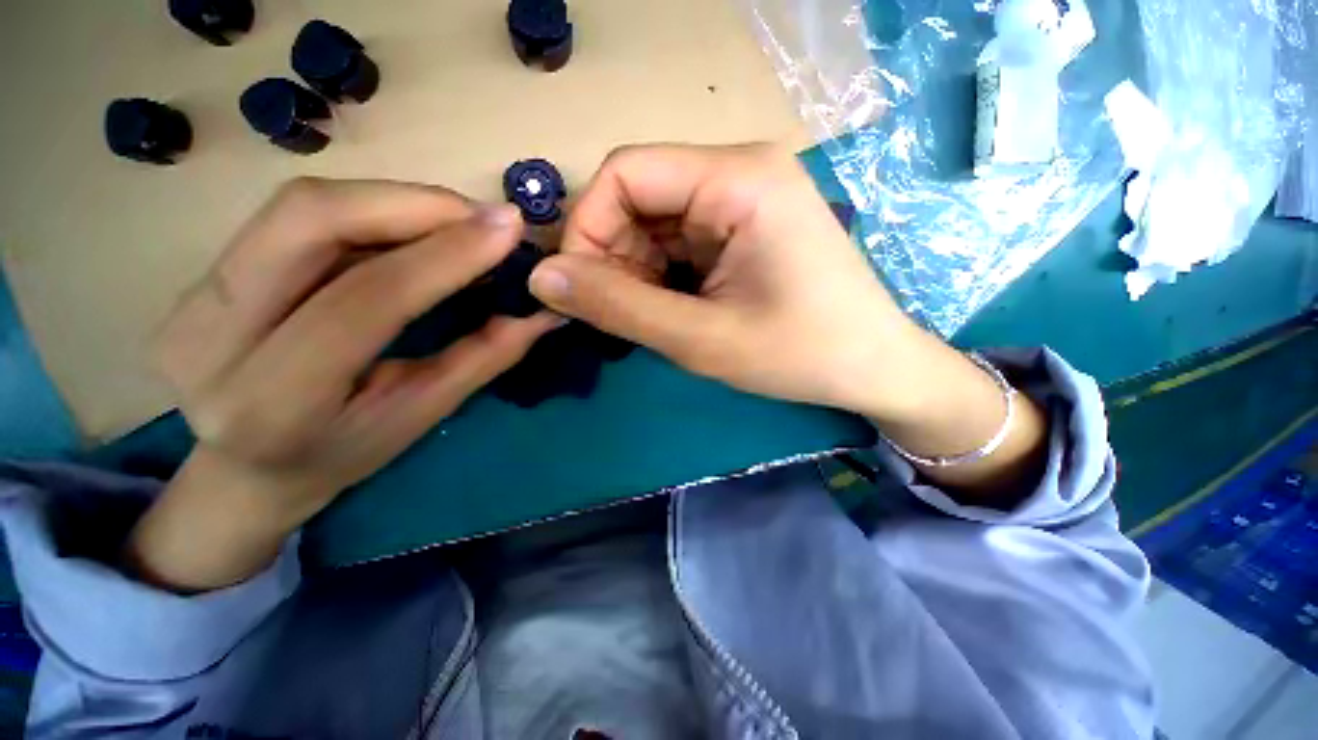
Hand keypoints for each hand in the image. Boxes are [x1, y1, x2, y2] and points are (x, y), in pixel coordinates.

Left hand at [128, 178, 560, 590]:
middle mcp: (211, 334)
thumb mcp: (421, 416)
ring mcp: (192, 295)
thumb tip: (543, 312)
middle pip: (310, 220)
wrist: (244, 471)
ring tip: (459, 222)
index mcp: (273, 399)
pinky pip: (295, 217)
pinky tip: (413, 229)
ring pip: (299, 207)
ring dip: (395, 201)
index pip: (365, 300)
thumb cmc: (342, 455)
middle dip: (413, 204)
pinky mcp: (201, 273)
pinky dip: (370, 211)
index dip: (444, 255)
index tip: (509, 229)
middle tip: (484, 216)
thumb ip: (484, 357)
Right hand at [528, 143, 916, 417]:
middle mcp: (740, 171)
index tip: (579, 289)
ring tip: (655, 319)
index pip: (625, 173)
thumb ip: (619, 307)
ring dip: (638, 271)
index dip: (587, 228)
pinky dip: (662, 275)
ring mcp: (745, 198)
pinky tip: (677, 310)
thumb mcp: (701, 338)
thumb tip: (541, 278)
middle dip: (614, 257)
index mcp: (737, 178)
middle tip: (620, 316)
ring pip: (656, 222)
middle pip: (640, 196)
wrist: (874, 367)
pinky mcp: (746, 227)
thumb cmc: (800, 354)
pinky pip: (680, 239)